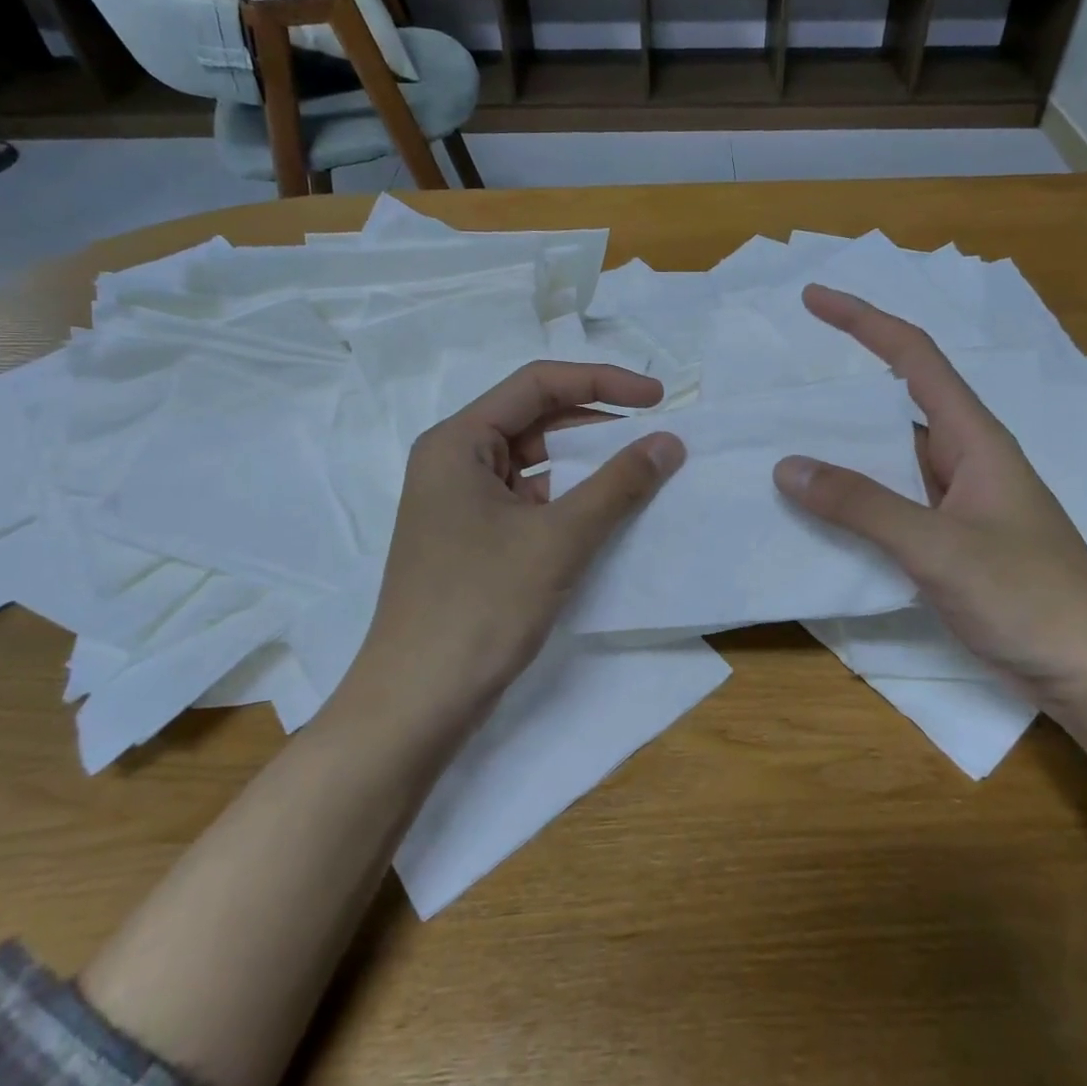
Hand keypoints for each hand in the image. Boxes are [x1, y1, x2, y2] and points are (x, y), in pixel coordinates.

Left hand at [350, 361, 684, 731]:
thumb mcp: (558, 538)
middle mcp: (454, 462)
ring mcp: (462, 505)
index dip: (603, 382)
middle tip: (655, 437)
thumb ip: (619, 484)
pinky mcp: (474, 541)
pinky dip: (571, 502)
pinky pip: (531, 502)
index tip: (658, 398)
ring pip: (536, 464)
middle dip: (597, 424)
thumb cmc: (481, 606)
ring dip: (588, 466)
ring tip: (642, 474)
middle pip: (535, 420)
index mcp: (458, 442)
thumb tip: (669, 441)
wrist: (417, 703)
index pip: (537, 385)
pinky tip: (609, 516)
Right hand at [774, 286, 1086, 711]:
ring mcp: (959, 503)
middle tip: (781, 391)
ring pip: (891, 460)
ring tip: (783, 449)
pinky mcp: (952, 542)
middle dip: (842, 391)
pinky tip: (820, 515)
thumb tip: (787, 466)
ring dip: (843, 452)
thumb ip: (863, 506)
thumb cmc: (1029, 597)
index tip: (814, 300)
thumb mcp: (939, 547)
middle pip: (896, 405)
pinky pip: (893, 504)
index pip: (914, 357)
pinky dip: (855, 501)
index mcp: (974, 438)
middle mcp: (965, 459)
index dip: (863, 321)